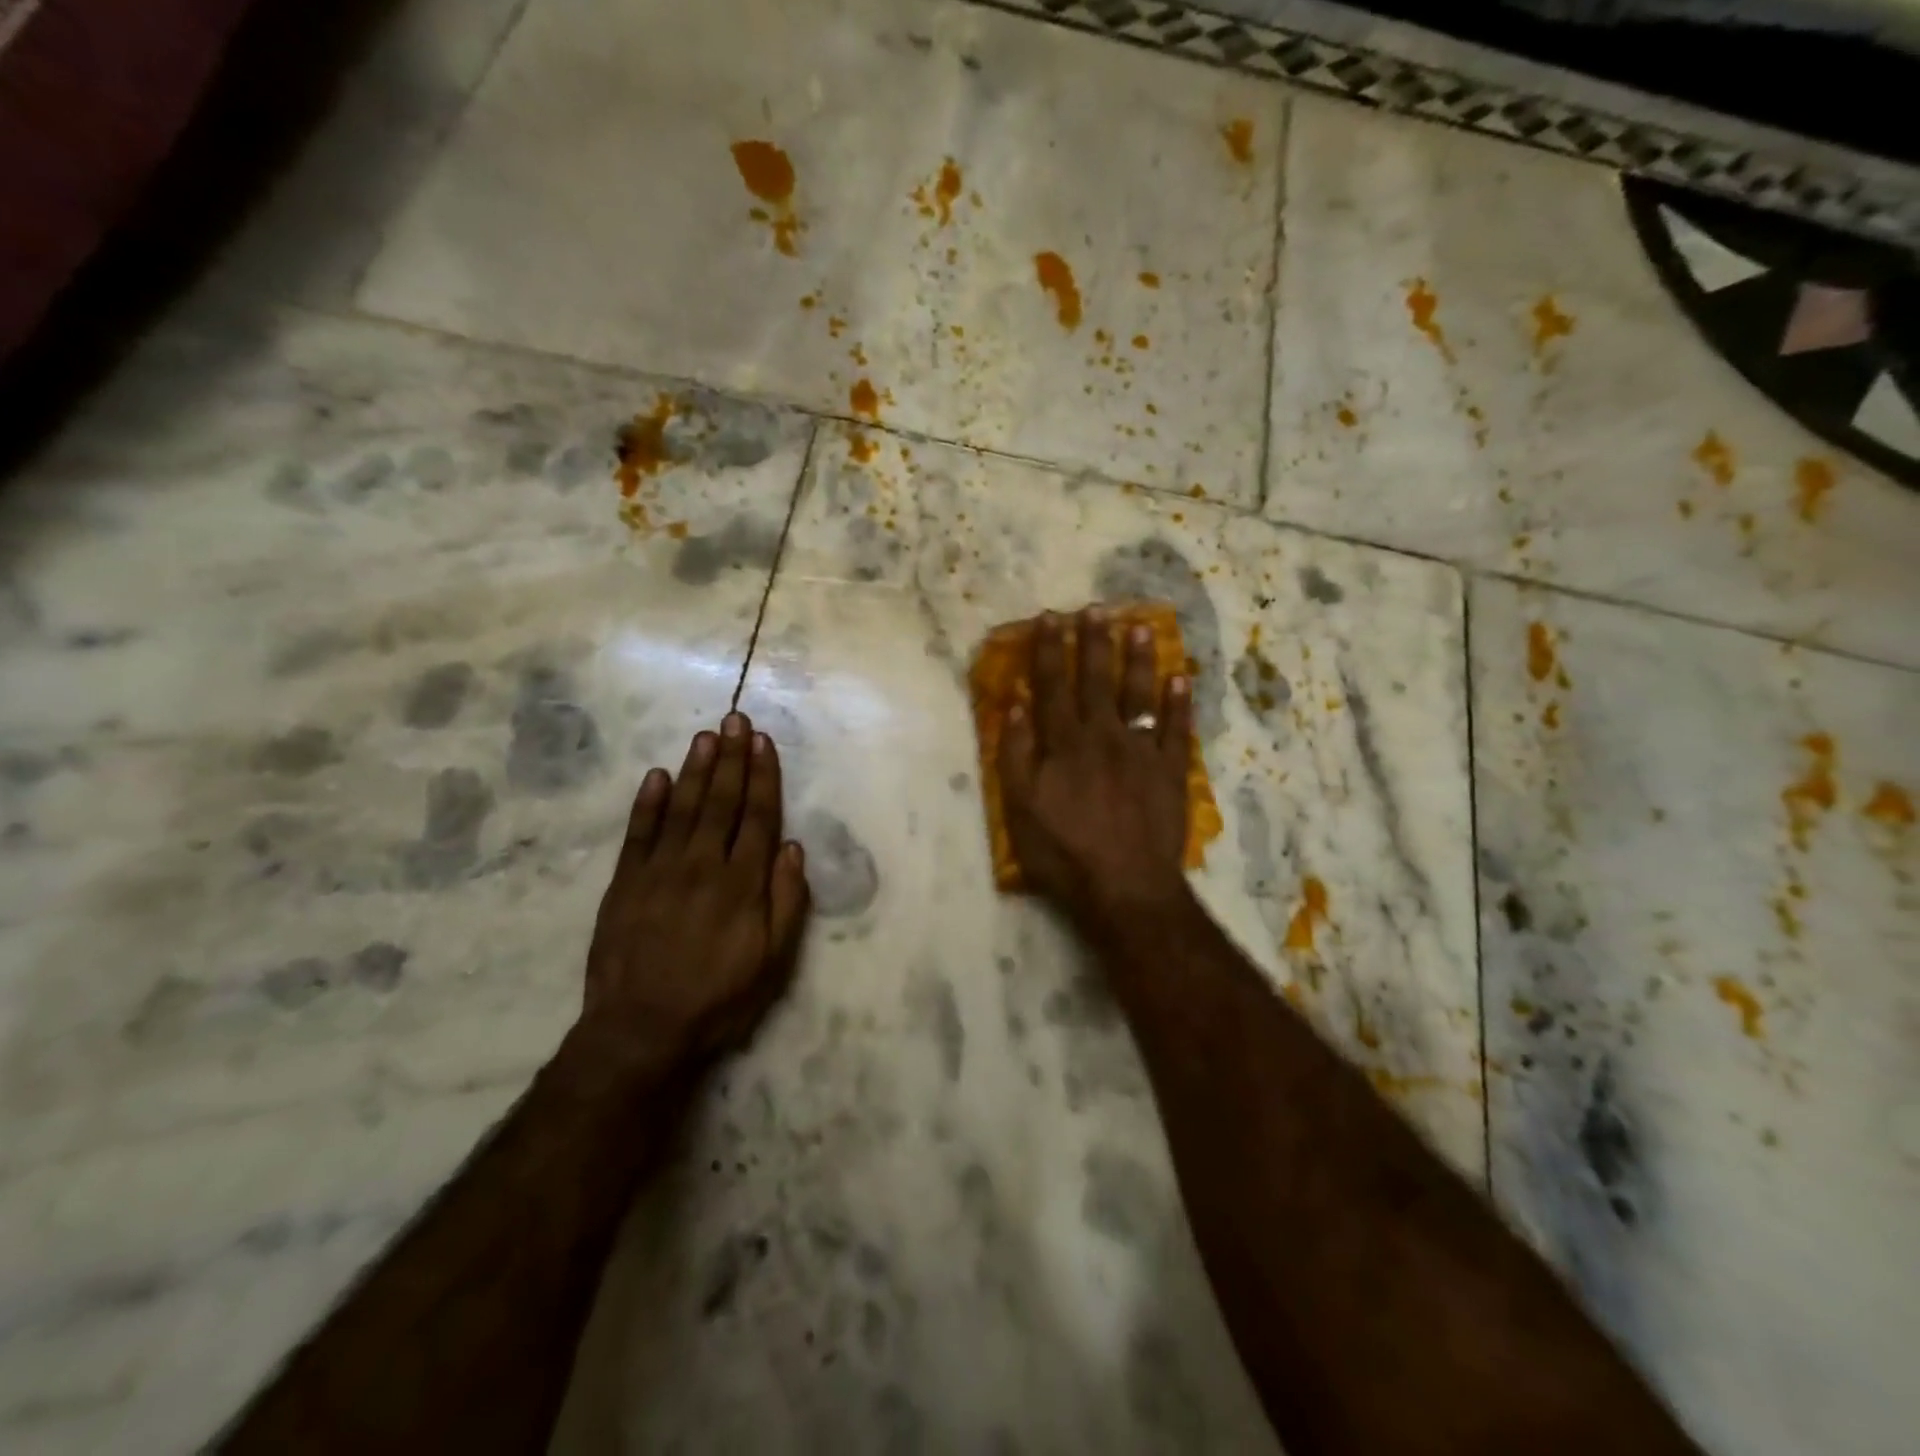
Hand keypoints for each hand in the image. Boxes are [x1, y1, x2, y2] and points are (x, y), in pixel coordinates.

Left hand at [577, 713, 810, 1076]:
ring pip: (683, 808)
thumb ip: (786, 902)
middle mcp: (702, 865)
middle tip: (736, 719)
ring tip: (707, 735)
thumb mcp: (772, 961)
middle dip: (732, 758)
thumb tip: (792, 848)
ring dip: (697, 769)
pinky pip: (638, 833)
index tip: (764, 742)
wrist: (640, 1030)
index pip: (757, 817)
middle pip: (721, 801)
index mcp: (741, 883)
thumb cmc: (718, 998)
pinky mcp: (625, 883)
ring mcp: (659, 870)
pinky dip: (649, 802)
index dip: (763, 777)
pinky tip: (658, 776)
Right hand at [999, 607, 1193, 926]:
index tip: (1051, 617)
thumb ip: (1016, 753)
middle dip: (1094, 641)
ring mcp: (1141, 751)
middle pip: (1096, 680)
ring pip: (1139, 694)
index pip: (1054, 685)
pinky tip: (1181, 676)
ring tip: (1139, 626)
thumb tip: (1015, 703)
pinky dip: (1179, 701)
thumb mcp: (1021, 807)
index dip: (1051, 650)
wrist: (1125, 886)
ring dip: (1138, 659)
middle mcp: (1103, 736)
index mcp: (1064, 743)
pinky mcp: (1170, 771)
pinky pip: (1176, 728)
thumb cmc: (1064, 851)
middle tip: (1096, 608)